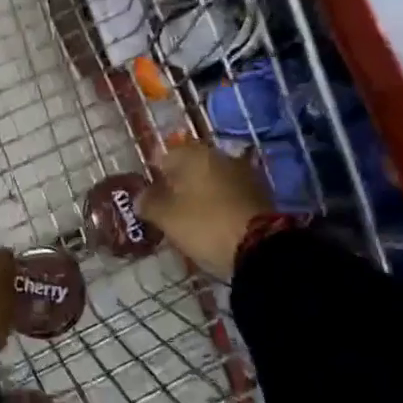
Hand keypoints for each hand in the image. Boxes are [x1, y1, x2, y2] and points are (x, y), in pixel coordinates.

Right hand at [141, 141, 272, 279]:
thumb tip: (140, 197)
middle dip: (179, 185)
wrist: (262, 249)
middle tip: (169, 210)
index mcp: (195, 154)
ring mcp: (244, 174)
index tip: (149, 198)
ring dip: (201, 195)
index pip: (165, 156)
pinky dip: (220, 205)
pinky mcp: (261, 194)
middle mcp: (220, 156)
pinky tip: (214, 224)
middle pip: (191, 168)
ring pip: (212, 181)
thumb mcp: (168, 217)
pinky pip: (230, 195)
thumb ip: (149, 203)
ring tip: (192, 221)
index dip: (154, 177)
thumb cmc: (206, 225)